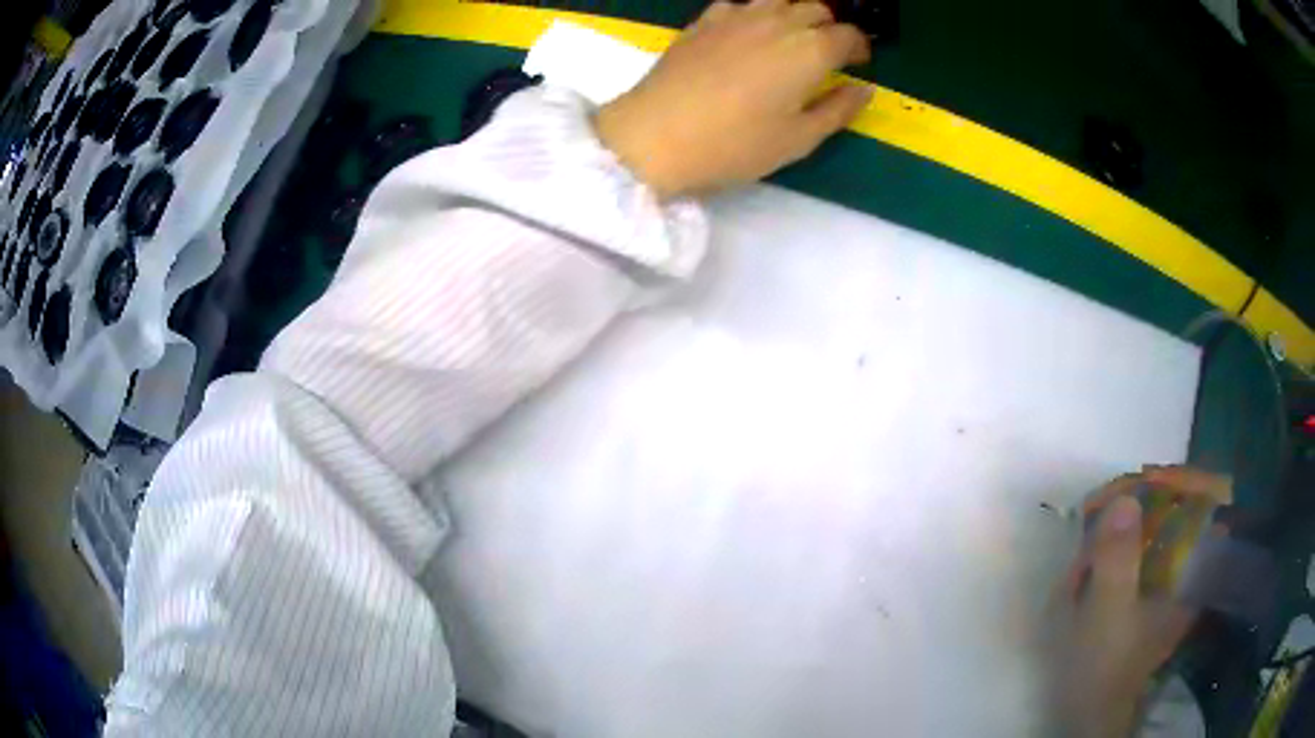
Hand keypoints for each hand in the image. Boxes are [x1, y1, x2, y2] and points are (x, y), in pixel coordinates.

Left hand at [594, 0, 872, 198]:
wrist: (654, 135)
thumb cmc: (734, 144)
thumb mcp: (798, 139)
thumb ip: (838, 110)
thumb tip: (864, 89)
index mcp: (809, 50)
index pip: (848, 35)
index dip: (859, 47)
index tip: (858, 63)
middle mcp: (777, 22)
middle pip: (815, 8)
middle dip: (830, 26)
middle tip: (828, 53)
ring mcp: (736, 16)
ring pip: (778, 0)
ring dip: (794, 14)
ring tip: (791, 38)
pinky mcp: (703, 20)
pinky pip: (739, 4)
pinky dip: (755, 13)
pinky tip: (747, 33)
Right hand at [1046, 467, 1229, 736]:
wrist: (1092, 711)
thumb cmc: (1106, 665)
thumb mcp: (1108, 615)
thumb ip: (1118, 560)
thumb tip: (1125, 498)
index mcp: (1194, 569)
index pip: (1211, 496)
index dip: (1181, 478)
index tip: (1143, 481)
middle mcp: (1190, 565)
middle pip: (1182, 502)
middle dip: (1142, 499)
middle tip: (1105, 509)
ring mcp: (1171, 575)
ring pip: (1160, 522)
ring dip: (1126, 522)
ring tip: (1093, 540)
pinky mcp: (1151, 586)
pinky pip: (1143, 544)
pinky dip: (1120, 541)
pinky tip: (1094, 560)